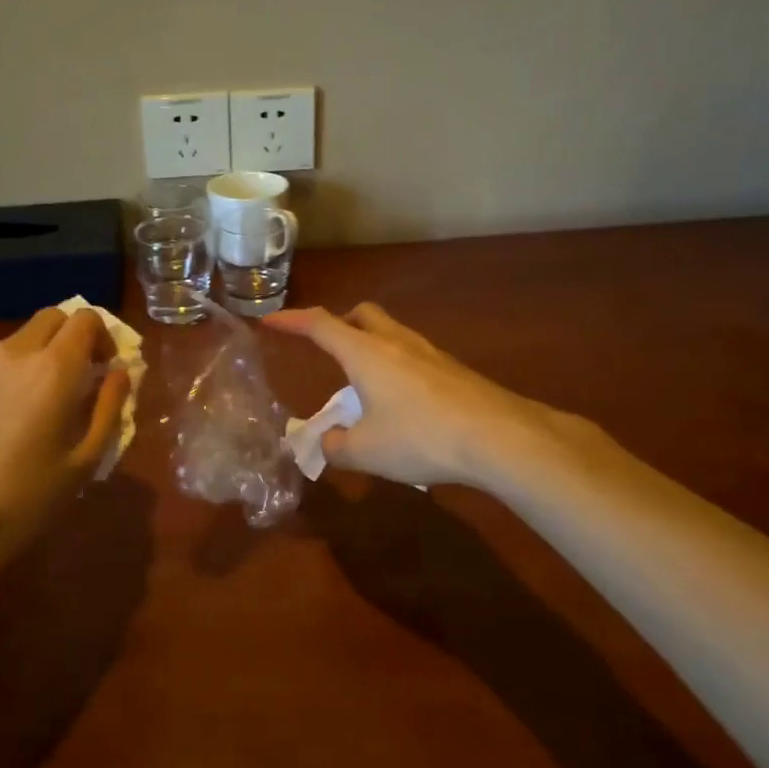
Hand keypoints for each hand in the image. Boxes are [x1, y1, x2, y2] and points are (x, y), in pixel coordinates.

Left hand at [0, 308, 128, 616]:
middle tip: (79, 378)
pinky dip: (5, 381)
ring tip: (36, 410)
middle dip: (71, 336)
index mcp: (53, 368)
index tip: (106, 369)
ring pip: (16, 344)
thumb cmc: (22, 501)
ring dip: (37, 359)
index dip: (104, 337)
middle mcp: (12, 355)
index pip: (86, 319)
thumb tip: (119, 375)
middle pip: (50, 318)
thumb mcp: (83, 463)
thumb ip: (107, 409)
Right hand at [263, 303, 609, 492]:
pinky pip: (414, 357)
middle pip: (362, 315)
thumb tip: (328, 442)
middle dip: (339, 324)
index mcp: (365, 354)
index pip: (319, 325)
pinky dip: (397, 368)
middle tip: (328, 348)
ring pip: (391, 334)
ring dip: (371, 347)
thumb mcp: (367, 452)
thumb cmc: (421, 438)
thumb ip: (337, 447)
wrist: (499, 437)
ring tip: (364, 385)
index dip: (291, 321)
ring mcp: (429, 353)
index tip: (269, 320)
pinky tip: (402, 403)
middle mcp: (396, 343)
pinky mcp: (454, 371)